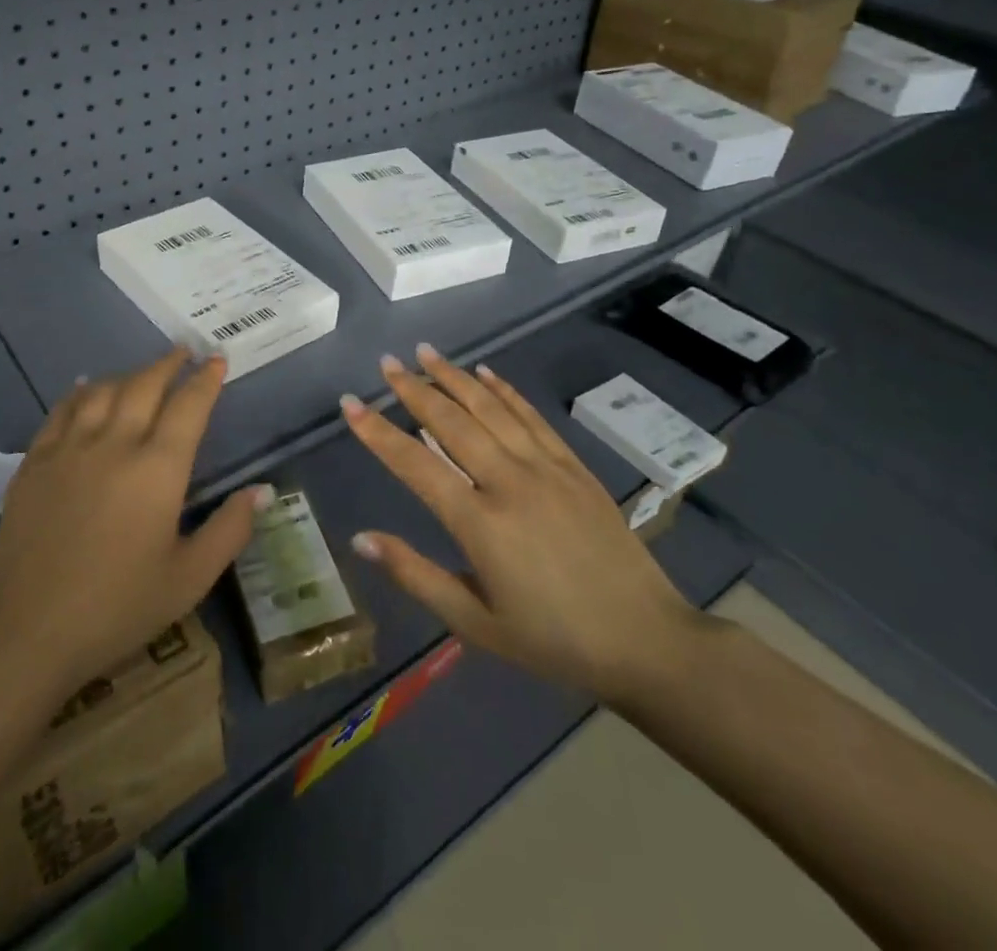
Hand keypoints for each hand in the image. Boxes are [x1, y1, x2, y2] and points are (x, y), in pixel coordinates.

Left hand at [0, 349, 268, 697]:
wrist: (26, 632)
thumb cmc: (117, 608)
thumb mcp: (188, 579)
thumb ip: (229, 530)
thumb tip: (262, 490)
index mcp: (158, 469)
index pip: (189, 407)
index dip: (206, 380)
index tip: (217, 359)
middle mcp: (115, 444)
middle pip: (145, 386)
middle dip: (169, 364)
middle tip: (184, 351)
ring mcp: (70, 449)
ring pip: (103, 391)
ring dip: (128, 374)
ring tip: (143, 371)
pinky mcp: (35, 463)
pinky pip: (62, 411)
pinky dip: (80, 393)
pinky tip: (85, 388)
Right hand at [342, 344, 697, 706]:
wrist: (646, 642)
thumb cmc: (552, 640)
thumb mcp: (476, 624)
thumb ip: (416, 576)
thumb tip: (361, 538)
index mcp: (480, 524)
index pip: (415, 464)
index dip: (378, 432)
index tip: (350, 403)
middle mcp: (509, 483)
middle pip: (452, 422)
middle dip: (414, 389)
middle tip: (387, 363)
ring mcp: (546, 469)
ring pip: (491, 409)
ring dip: (455, 377)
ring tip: (426, 353)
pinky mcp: (574, 467)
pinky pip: (532, 418)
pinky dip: (505, 391)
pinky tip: (486, 373)